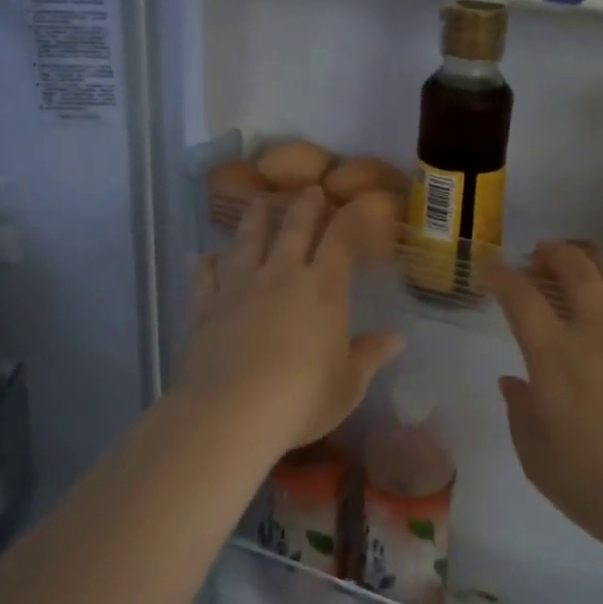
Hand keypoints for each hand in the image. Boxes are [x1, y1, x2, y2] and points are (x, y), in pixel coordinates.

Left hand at [184, 188, 403, 457]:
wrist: (231, 413)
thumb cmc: (301, 399)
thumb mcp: (348, 385)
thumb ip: (369, 356)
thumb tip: (396, 338)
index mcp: (322, 289)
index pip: (340, 240)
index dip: (350, 218)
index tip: (357, 203)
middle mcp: (281, 276)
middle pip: (293, 229)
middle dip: (304, 206)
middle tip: (309, 189)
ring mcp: (240, 287)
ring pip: (248, 241)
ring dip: (255, 218)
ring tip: (258, 200)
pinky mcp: (206, 307)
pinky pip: (206, 275)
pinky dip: (208, 262)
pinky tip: (207, 255)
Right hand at [485, 241, 602, 570]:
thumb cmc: (598, 489)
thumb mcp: (537, 458)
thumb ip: (520, 411)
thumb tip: (513, 379)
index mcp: (556, 360)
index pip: (521, 298)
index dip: (501, 277)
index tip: (492, 272)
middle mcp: (599, 333)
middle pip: (574, 269)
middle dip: (551, 252)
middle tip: (540, 256)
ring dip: (594, 256)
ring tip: (582, 258)